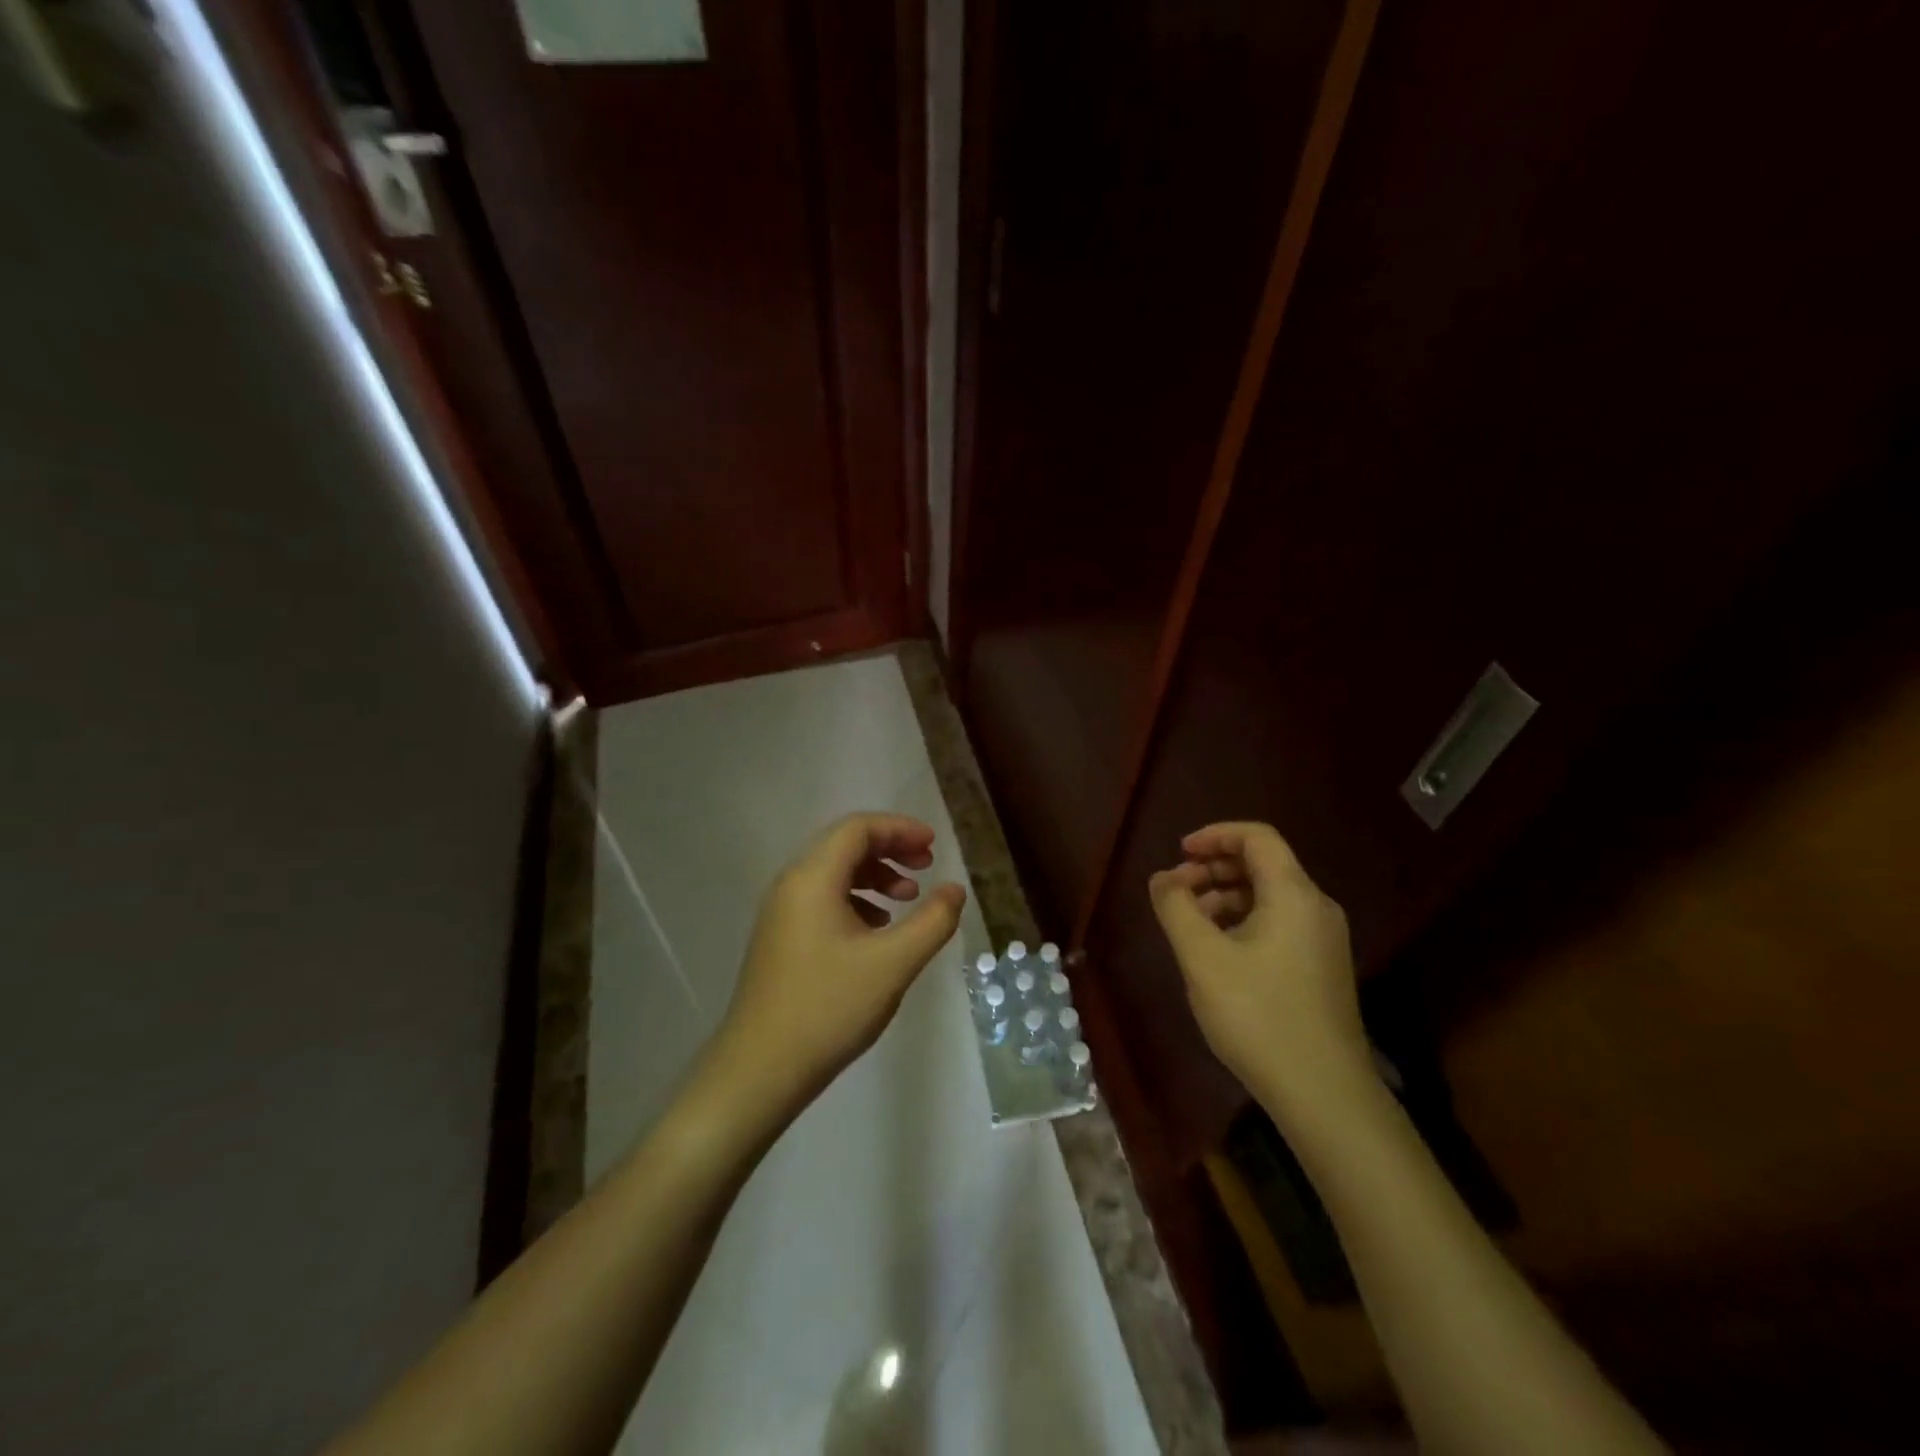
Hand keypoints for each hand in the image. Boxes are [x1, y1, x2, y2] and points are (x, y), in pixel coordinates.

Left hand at [705, 813, 965, 1120]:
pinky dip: (856, 900)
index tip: (933, 846)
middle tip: (926, 867)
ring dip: (875, 876)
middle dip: (890, 849)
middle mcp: (791, 885)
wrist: (760, 1069)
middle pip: (845, 845)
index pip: (858, 829)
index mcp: (813, 878)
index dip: (900, 829)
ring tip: (908, 900)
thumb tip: (954, 889)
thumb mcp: (893, 963)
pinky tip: (878, 930)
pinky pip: (823, 900)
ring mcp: (781, 913)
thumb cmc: (829, 1008)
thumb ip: (932, 921)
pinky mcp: (781, 938)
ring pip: (834, 874)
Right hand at [1148, 822, 1372, 1123]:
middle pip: (1263, 864)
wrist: (1324, 1094)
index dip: (1214, 835)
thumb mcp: (1202, 957)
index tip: (1179, 853)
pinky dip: (1243, 921)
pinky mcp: (1320, 968)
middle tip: (1176, 891)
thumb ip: (1176, 907)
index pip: (1257, 837)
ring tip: (1189, 923)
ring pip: (1269, 896)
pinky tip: (1216, 951)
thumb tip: (1163, 878)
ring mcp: (1323, 940)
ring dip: (1225, 896)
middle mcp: (1315, 907)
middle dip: (1214, 868)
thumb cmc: (1259, 1015)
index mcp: (1294, 894)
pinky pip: (1278, 923)